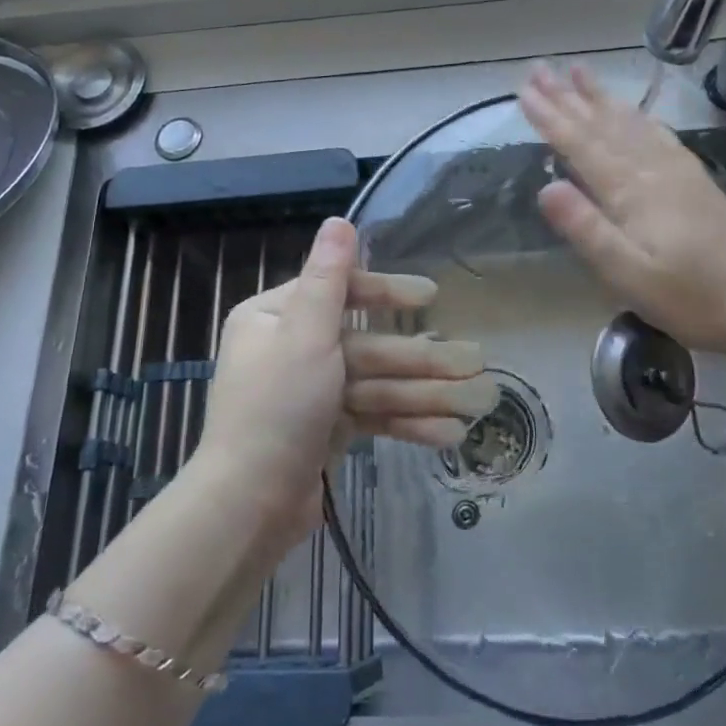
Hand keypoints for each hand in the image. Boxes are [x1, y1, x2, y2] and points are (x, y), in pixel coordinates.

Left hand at [195, 217, 494, 541]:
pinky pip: (372, 416)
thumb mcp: (305, 334)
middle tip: (475, 360)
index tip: (431, 296)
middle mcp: (292, 348)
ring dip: (425, 392)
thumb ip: (328, 278)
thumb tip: (339, 220)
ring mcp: (311, 392)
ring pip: (377, 383)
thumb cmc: (277, 408)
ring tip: (477, 401)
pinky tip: (450, 433)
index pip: (341, 292)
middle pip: (367, 344)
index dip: (389, 292)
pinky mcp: (326, 429)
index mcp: (276, 317)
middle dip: (421, 357)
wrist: (249, 505)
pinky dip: (407, 424)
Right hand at [518, 61, 725, 357]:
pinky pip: (657, 134)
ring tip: (579, 72)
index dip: (551, 118)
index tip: (524, 92)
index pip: (581, 145)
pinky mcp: (695, 179)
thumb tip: (546, 188)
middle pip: (603, 125)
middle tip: (539, 70)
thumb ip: (587, 229)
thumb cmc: (691, 296)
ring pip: (630, 122)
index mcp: (631, 191)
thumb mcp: (629, 273)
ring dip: (600, 97)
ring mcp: (677, 170)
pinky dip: (637, 116)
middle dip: (568, 97)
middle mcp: (652, 169)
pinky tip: (633, 110)